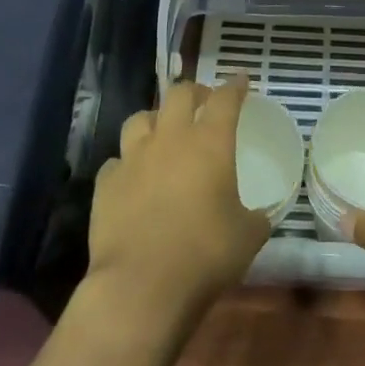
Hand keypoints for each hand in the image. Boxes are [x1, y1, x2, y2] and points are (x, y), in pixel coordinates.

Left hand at [87, 77, 270, 324]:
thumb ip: (255, 217)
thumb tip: (258, 216)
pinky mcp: (106, 184)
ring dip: (156, 119)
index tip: (241, 80)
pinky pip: (117, 161)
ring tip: (163, 132)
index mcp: (210, 143)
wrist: (142, 285)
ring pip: (140, 118)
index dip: (235, 87)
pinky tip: (134, 177)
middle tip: (203, 102)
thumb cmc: (205, 254)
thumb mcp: (248, 236)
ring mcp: (133, 159)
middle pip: (179, 94)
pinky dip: (128, 163)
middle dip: (195, 92)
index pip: (225, 99)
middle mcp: (170, 139)